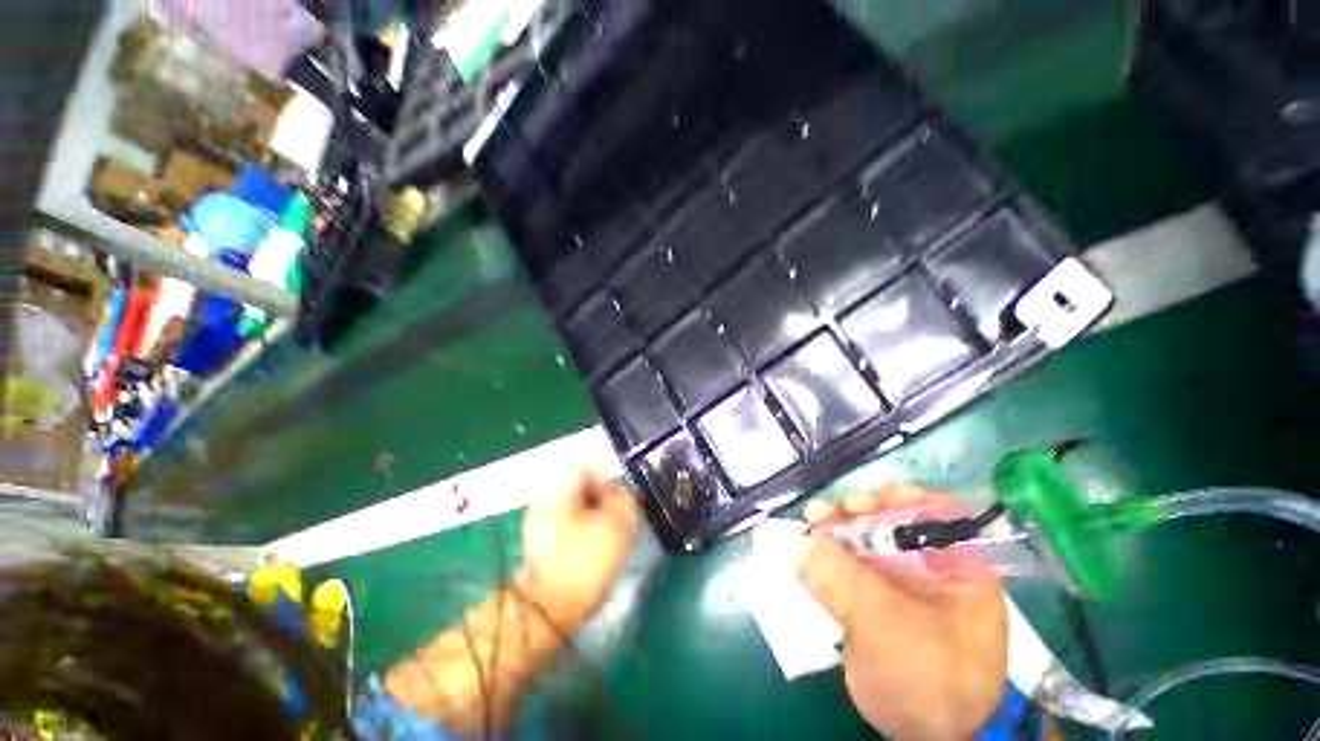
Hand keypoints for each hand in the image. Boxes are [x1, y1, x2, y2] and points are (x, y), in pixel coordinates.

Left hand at [517, 469, 638, 629]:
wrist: (547, 612)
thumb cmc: (584, 563)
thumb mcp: (616, 526)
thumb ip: (624, 500)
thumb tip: (620, 491)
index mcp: (559, 491)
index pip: (585, 468)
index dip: (607, 480)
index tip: (619, 500)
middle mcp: (545, 502)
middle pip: (580, 489)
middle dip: (602, 501)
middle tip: (617, 520)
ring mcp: (539, 525)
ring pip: (575, 509)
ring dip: (594, 518)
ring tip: (608, 538)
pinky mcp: (540, 546)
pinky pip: (568, 527)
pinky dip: (583, 533)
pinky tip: (592, 551)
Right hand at [795, 484, 1007, 740]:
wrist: (921, 738)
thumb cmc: (929, 683)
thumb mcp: (891, 631)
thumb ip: (846, 585)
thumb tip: (800, 544)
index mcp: (962, 570)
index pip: (941, 515)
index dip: (906, 500)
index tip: (871, 501)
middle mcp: (933, 568)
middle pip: (895, 522)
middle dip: (862, 512)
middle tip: (834, 509)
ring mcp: (900, 581)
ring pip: (868, 540)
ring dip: (839, 526)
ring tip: (814, 517)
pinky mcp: (874, 596)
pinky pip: (850, 563)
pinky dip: (829, 550)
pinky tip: (810, 542)